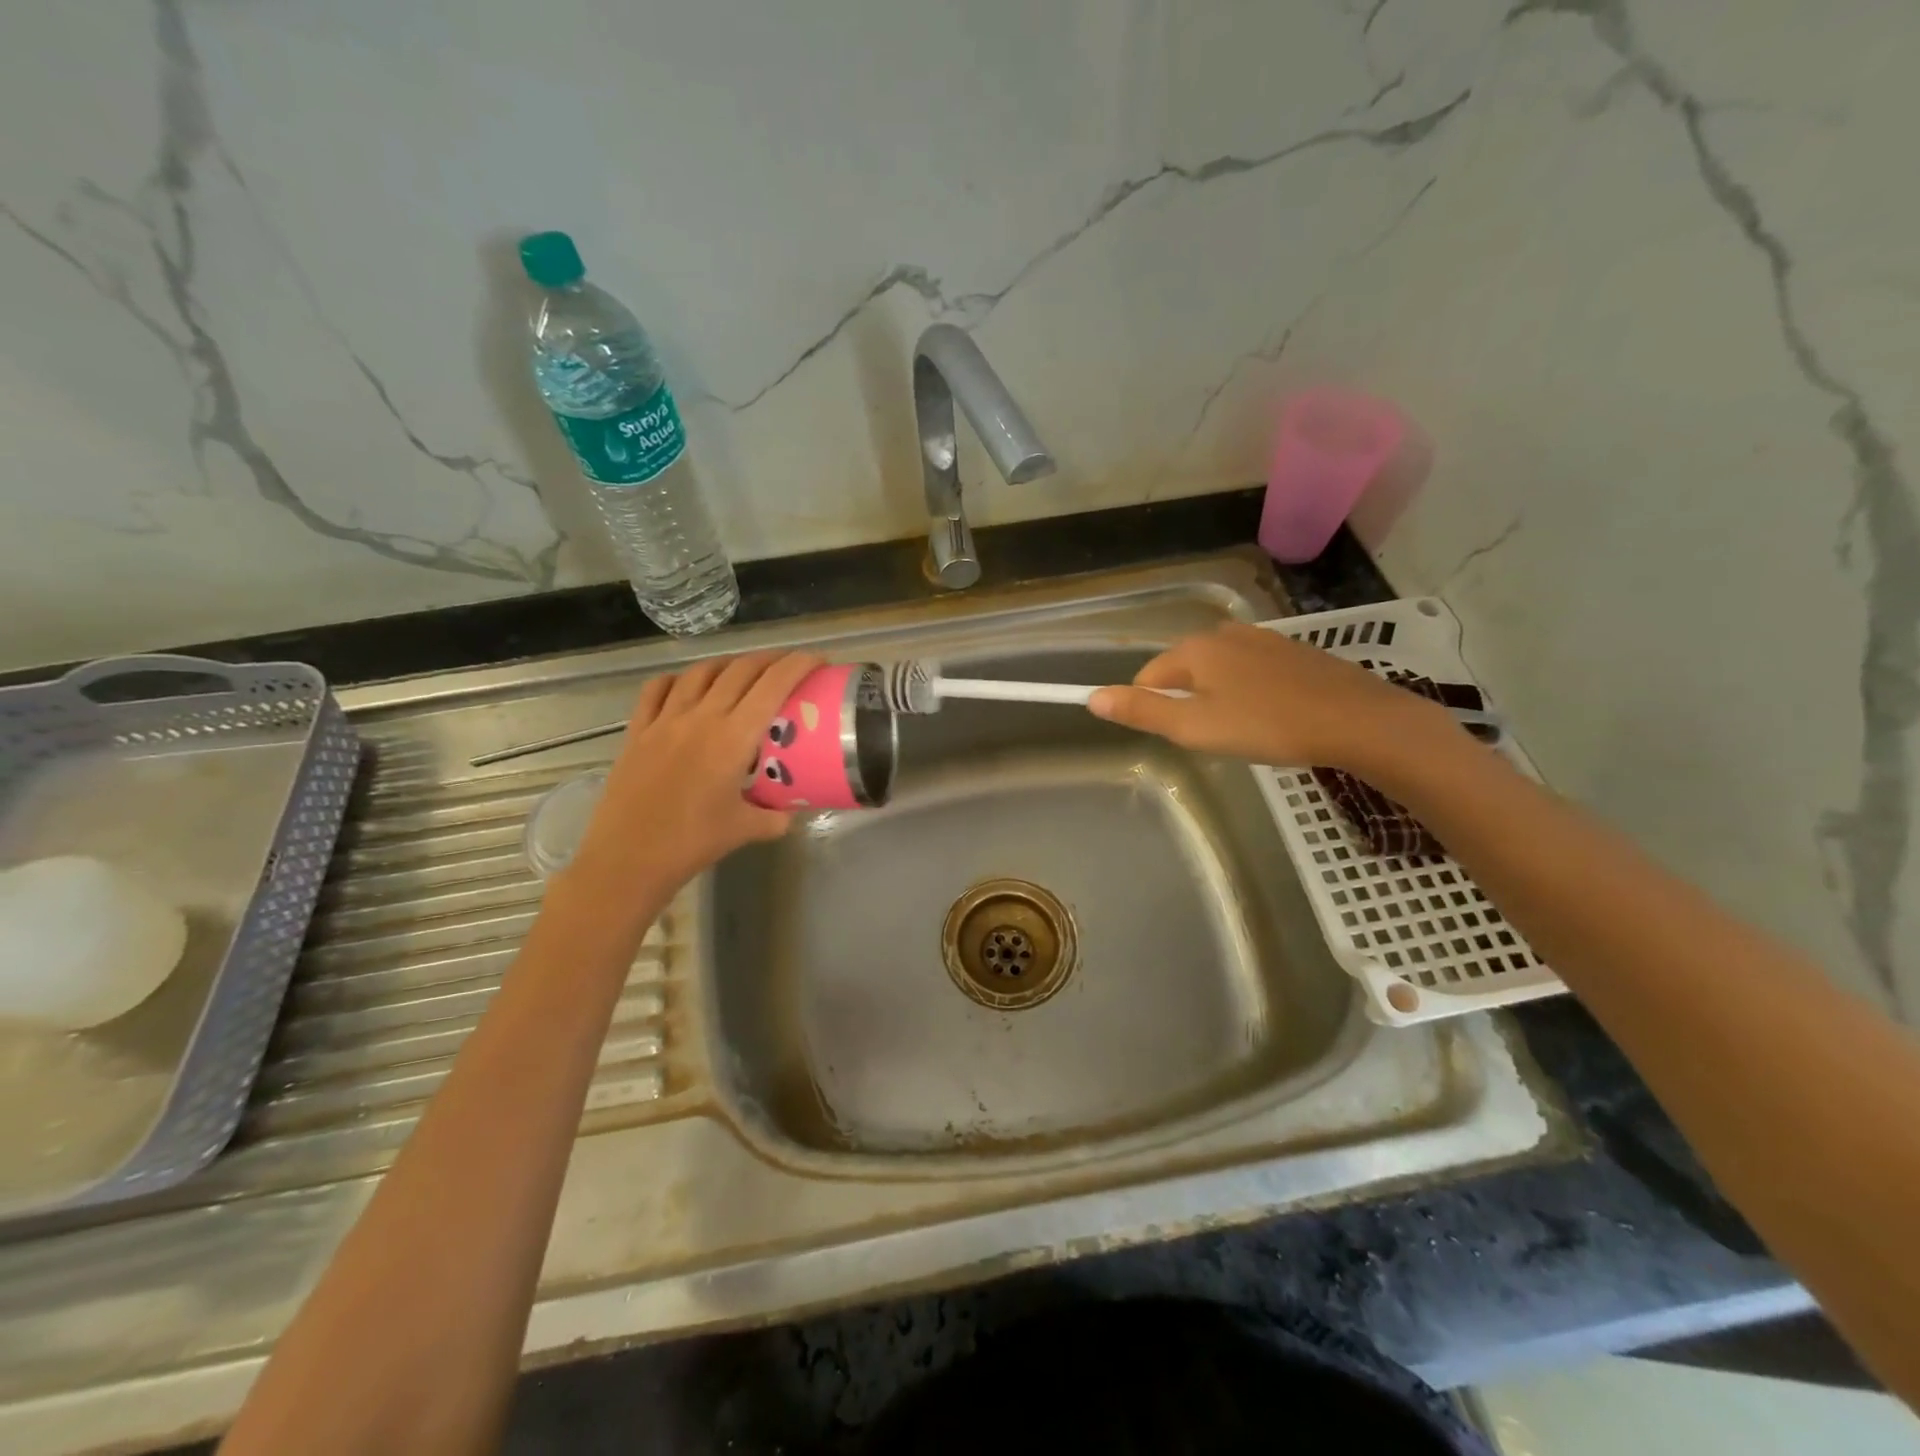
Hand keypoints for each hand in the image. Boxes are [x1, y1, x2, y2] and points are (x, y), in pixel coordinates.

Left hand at [561, 650, 822, 902]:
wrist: (628, 859)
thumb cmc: (691, 843)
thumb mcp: (745, 830)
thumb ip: (775, 816)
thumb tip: (790, 811)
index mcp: (733, 738)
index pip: (772, 686)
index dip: (798, 665)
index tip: (818, 660)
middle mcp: (701, 718)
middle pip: (740, 670)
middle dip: (770, 660)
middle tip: (788, 667)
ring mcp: (665, 720)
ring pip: (701, 672)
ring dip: (728, 664)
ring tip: (743, 672)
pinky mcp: (637, 731)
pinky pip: (658, 689)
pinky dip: (679, 679)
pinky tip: (688, 686)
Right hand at [1087, 622, 1447, 771]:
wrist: (1356, 720)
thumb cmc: (1266, 725)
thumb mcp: (1194, 727)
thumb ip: (1142, 711)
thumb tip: (1093, 697)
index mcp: (1194, 649)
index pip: (1147, 676)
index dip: (1151, 708)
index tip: (1177, 736)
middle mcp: (1223, 634)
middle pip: (1182, 671)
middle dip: (1187, 703)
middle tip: (1213, 738)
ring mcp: (1262, 639)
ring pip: (1218, 672)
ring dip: (1218, 699)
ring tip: (1244, 731)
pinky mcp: (1292, 652)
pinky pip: (1251, 672)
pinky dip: (1250, 693)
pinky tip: (1272, 717)